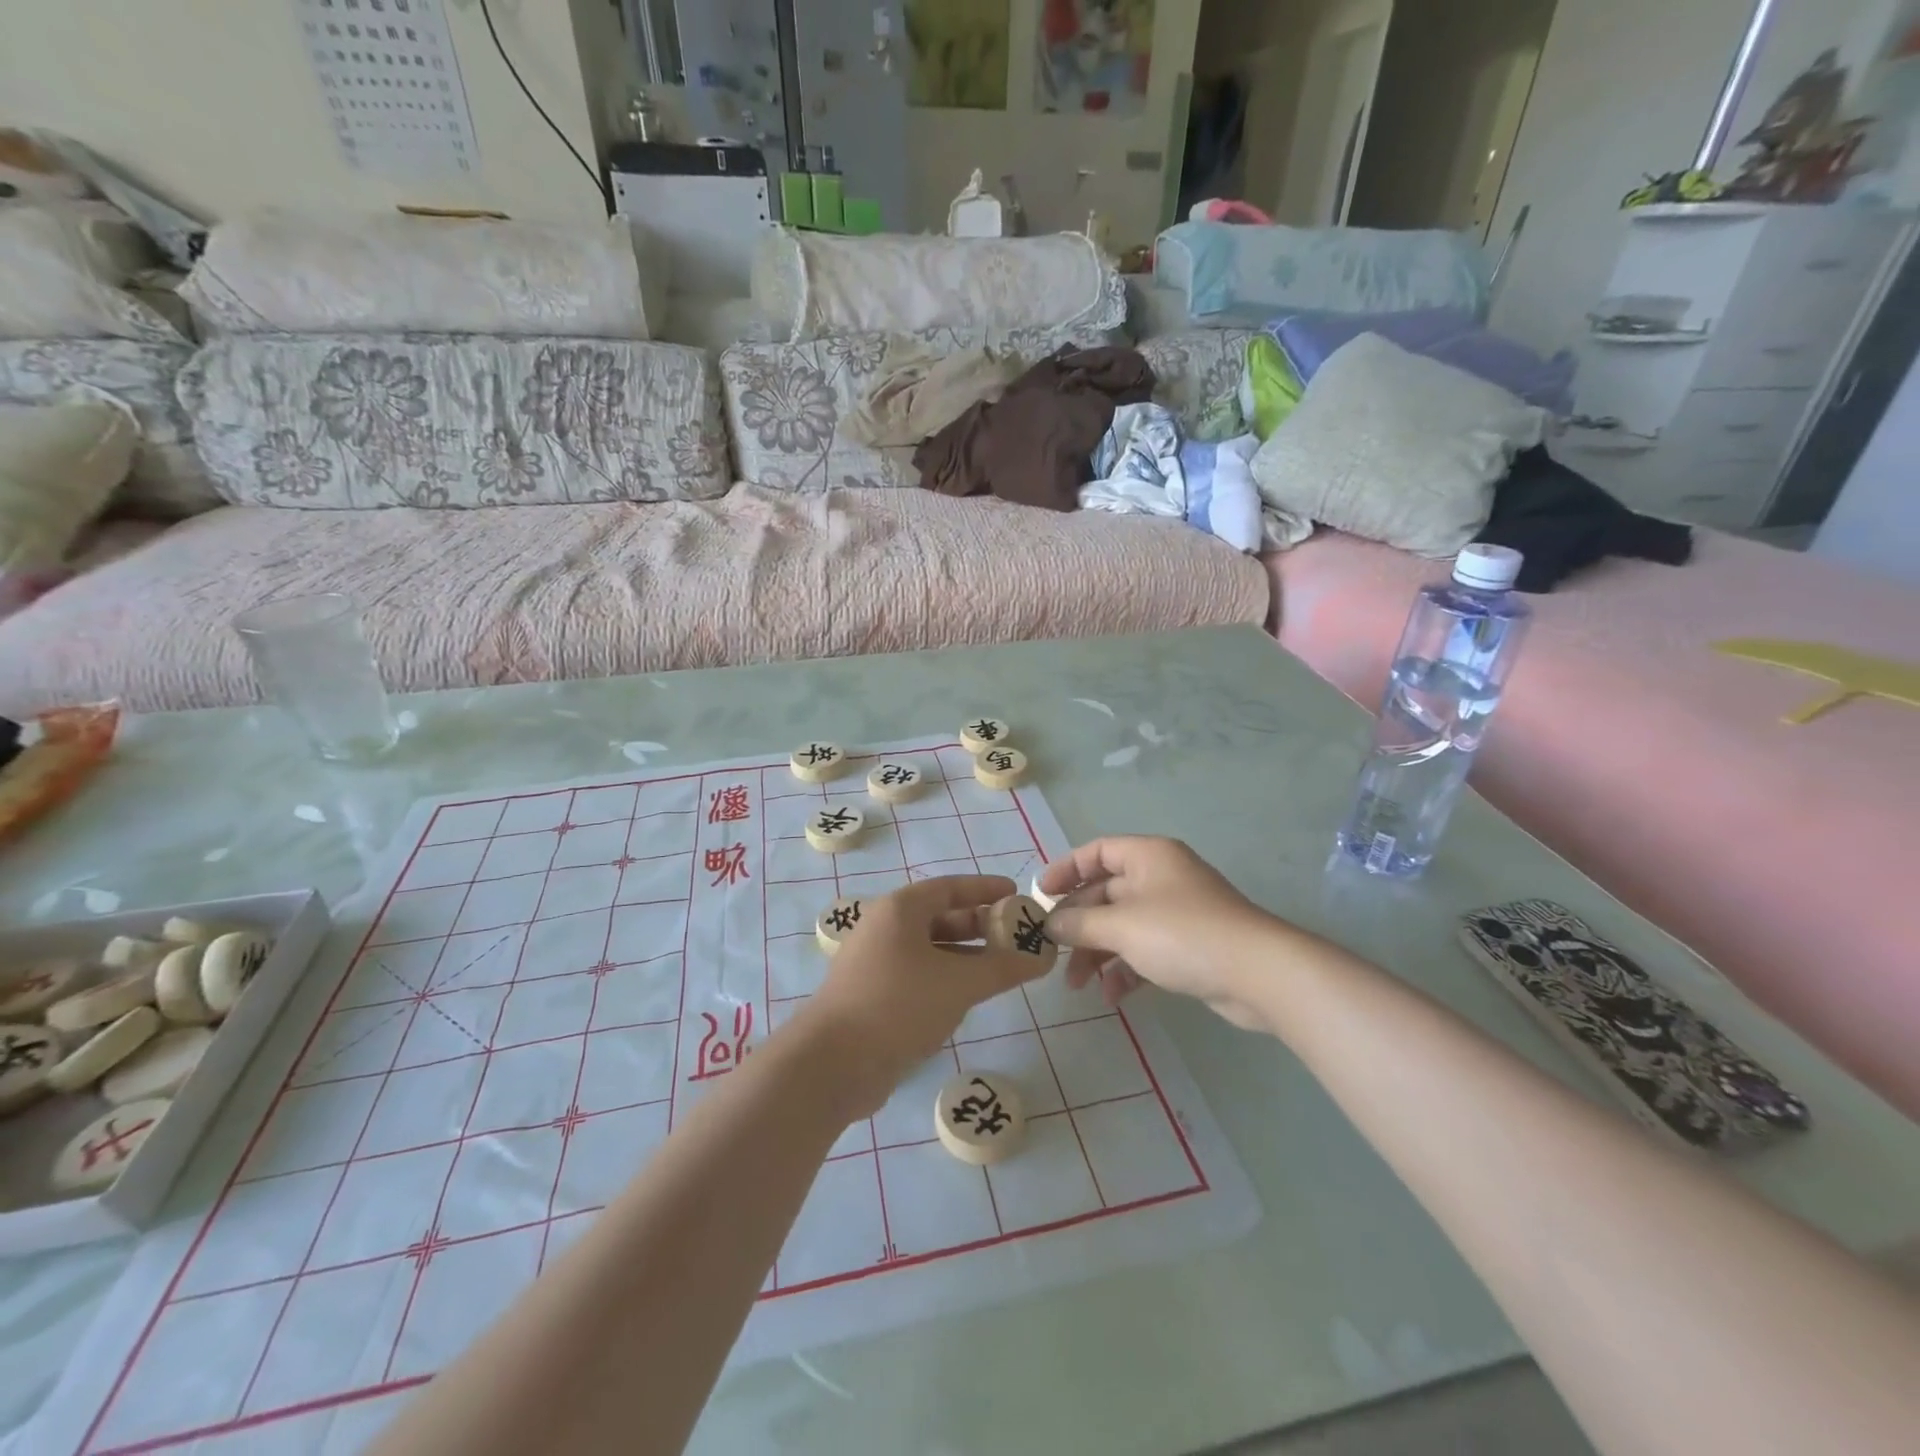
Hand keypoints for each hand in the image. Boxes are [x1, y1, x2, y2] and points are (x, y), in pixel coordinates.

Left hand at [797, 876, 1049, 1116]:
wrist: (832, 1063)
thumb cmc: (898, 1005)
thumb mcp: (959, 983)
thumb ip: (1003, 968)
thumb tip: (1043, 958)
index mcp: (900, 909)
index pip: (950, 887)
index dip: (985, 889)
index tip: (1016, 894)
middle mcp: (885, 928)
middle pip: (940, 916)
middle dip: (979, 925)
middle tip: (1015, 936)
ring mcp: (875, 962)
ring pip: (929, 949)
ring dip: (965, 955)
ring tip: (1001, 968)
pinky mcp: (873, 994)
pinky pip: (918, 974)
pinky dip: (945, 978)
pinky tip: (968, 997)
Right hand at [1038, 837, 1286, 1031]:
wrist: (1258, 974)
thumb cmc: (1182, 935)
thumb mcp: (1121, 926)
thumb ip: (1078, 923)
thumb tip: (1048, 924)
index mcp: (1148, 856)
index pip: (1097, 852)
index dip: (1065, 870)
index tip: (1040, 896)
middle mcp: (1161, 878)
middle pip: (1106, 893)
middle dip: (1078, 924)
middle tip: (1052, 951)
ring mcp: (1176, 913)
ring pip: (1123, 926)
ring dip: (1097, 952)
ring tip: (1075, 984)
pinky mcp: (1189, 946)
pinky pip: (1144, 951)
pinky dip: (1125, 970)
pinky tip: (1112, 995)